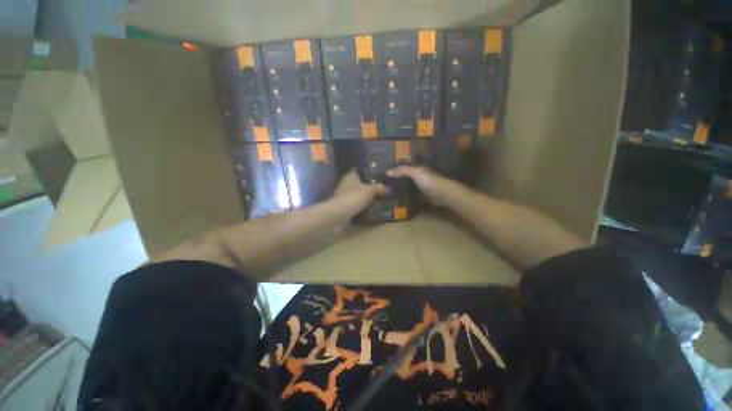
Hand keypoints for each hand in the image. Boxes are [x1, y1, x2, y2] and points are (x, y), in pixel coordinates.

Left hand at [333, 170, 385, 209]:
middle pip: (358, 181)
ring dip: (363, 194)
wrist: (340, 212)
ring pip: (356, 191)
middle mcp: (346, 182)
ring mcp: (343, 192)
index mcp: (351, 175)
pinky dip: (359, 202)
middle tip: (379, 187)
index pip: (359, 170)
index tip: (377, 176)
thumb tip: (387, 188)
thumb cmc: (354, 196)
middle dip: (367, 184)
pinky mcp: (343, 202)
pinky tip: (367, 205)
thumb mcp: (370, 191)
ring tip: (375, 197)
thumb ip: (378, 188)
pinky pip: (354, 200)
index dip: (368, 172)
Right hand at [387, 165, 450, 205]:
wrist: (442, 194)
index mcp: (418, 169)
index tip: (385, 172)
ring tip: (389, 191)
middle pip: (406, 176)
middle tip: (385, 183)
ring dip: (401, 187)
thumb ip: (402, 170)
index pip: (404, 167)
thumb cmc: (428, 181)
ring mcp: (421, 186)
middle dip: (397, 178)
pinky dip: (406, 194)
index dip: (396, 168)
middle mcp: (419, 176)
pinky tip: (399, 198)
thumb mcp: (414, 172)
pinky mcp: (423, 195)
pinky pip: (411, 193)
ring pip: (408, 185)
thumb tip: (387, 171)